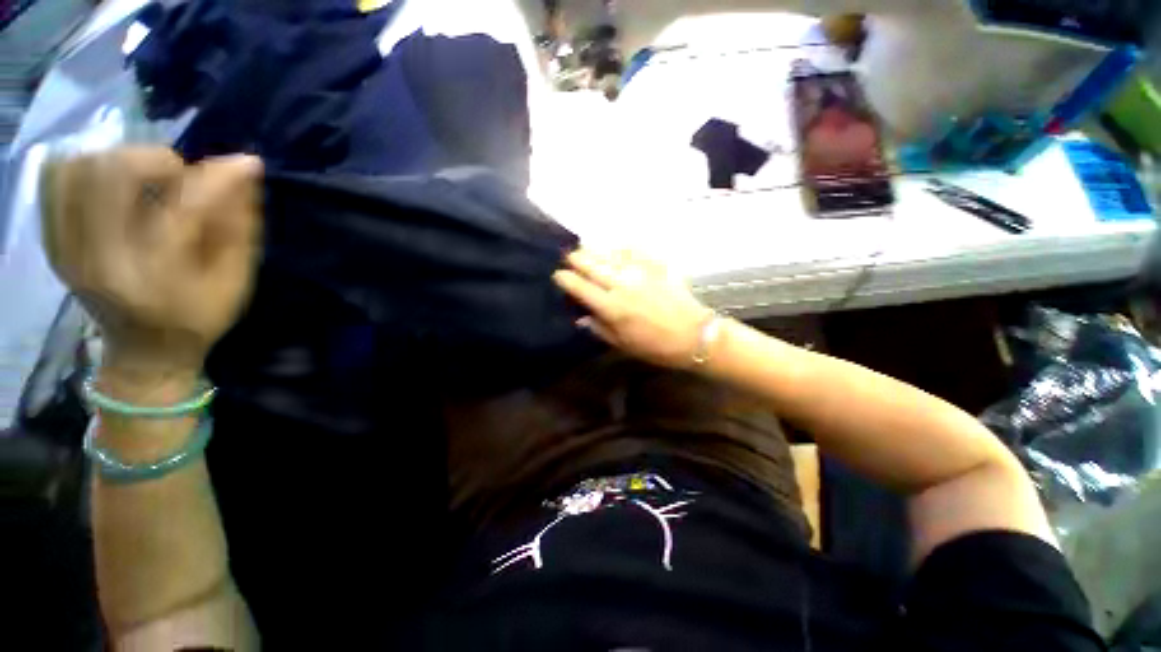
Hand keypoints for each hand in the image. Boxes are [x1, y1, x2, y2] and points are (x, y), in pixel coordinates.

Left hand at [41, 147, 262, 380]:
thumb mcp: (235, 279)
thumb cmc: (198, 318)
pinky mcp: (52, 242)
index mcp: (156, 278)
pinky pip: (55, 180)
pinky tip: (110, 183)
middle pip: (113, 173)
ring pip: (79, 167)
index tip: (245, 164)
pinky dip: (85, 166)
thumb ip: (239, 225)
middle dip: (157, 160)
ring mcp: (67, 249)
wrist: (143, 353)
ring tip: (145, 182)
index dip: (217, 178)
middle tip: (180, 177)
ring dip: (120, 160)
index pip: (183, 208)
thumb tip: (244, 168)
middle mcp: (100, 259)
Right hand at [553, 248, 712, 368]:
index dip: (565, 279)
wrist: (694, 335)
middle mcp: (622, 285)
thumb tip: (580, 316)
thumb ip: (598, 328)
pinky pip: (635, 250)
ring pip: (609, 254)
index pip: (580, 286)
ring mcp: (640, 272)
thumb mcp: (622, 344)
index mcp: (611, 307)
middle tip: (569, 257)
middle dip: (576, 259)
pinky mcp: (656, 266)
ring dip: (594, 250)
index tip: (558, 275)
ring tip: (585, 246)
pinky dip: (621, 246)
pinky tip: (615, 245)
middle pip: (591, 265)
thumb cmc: (655, 346)